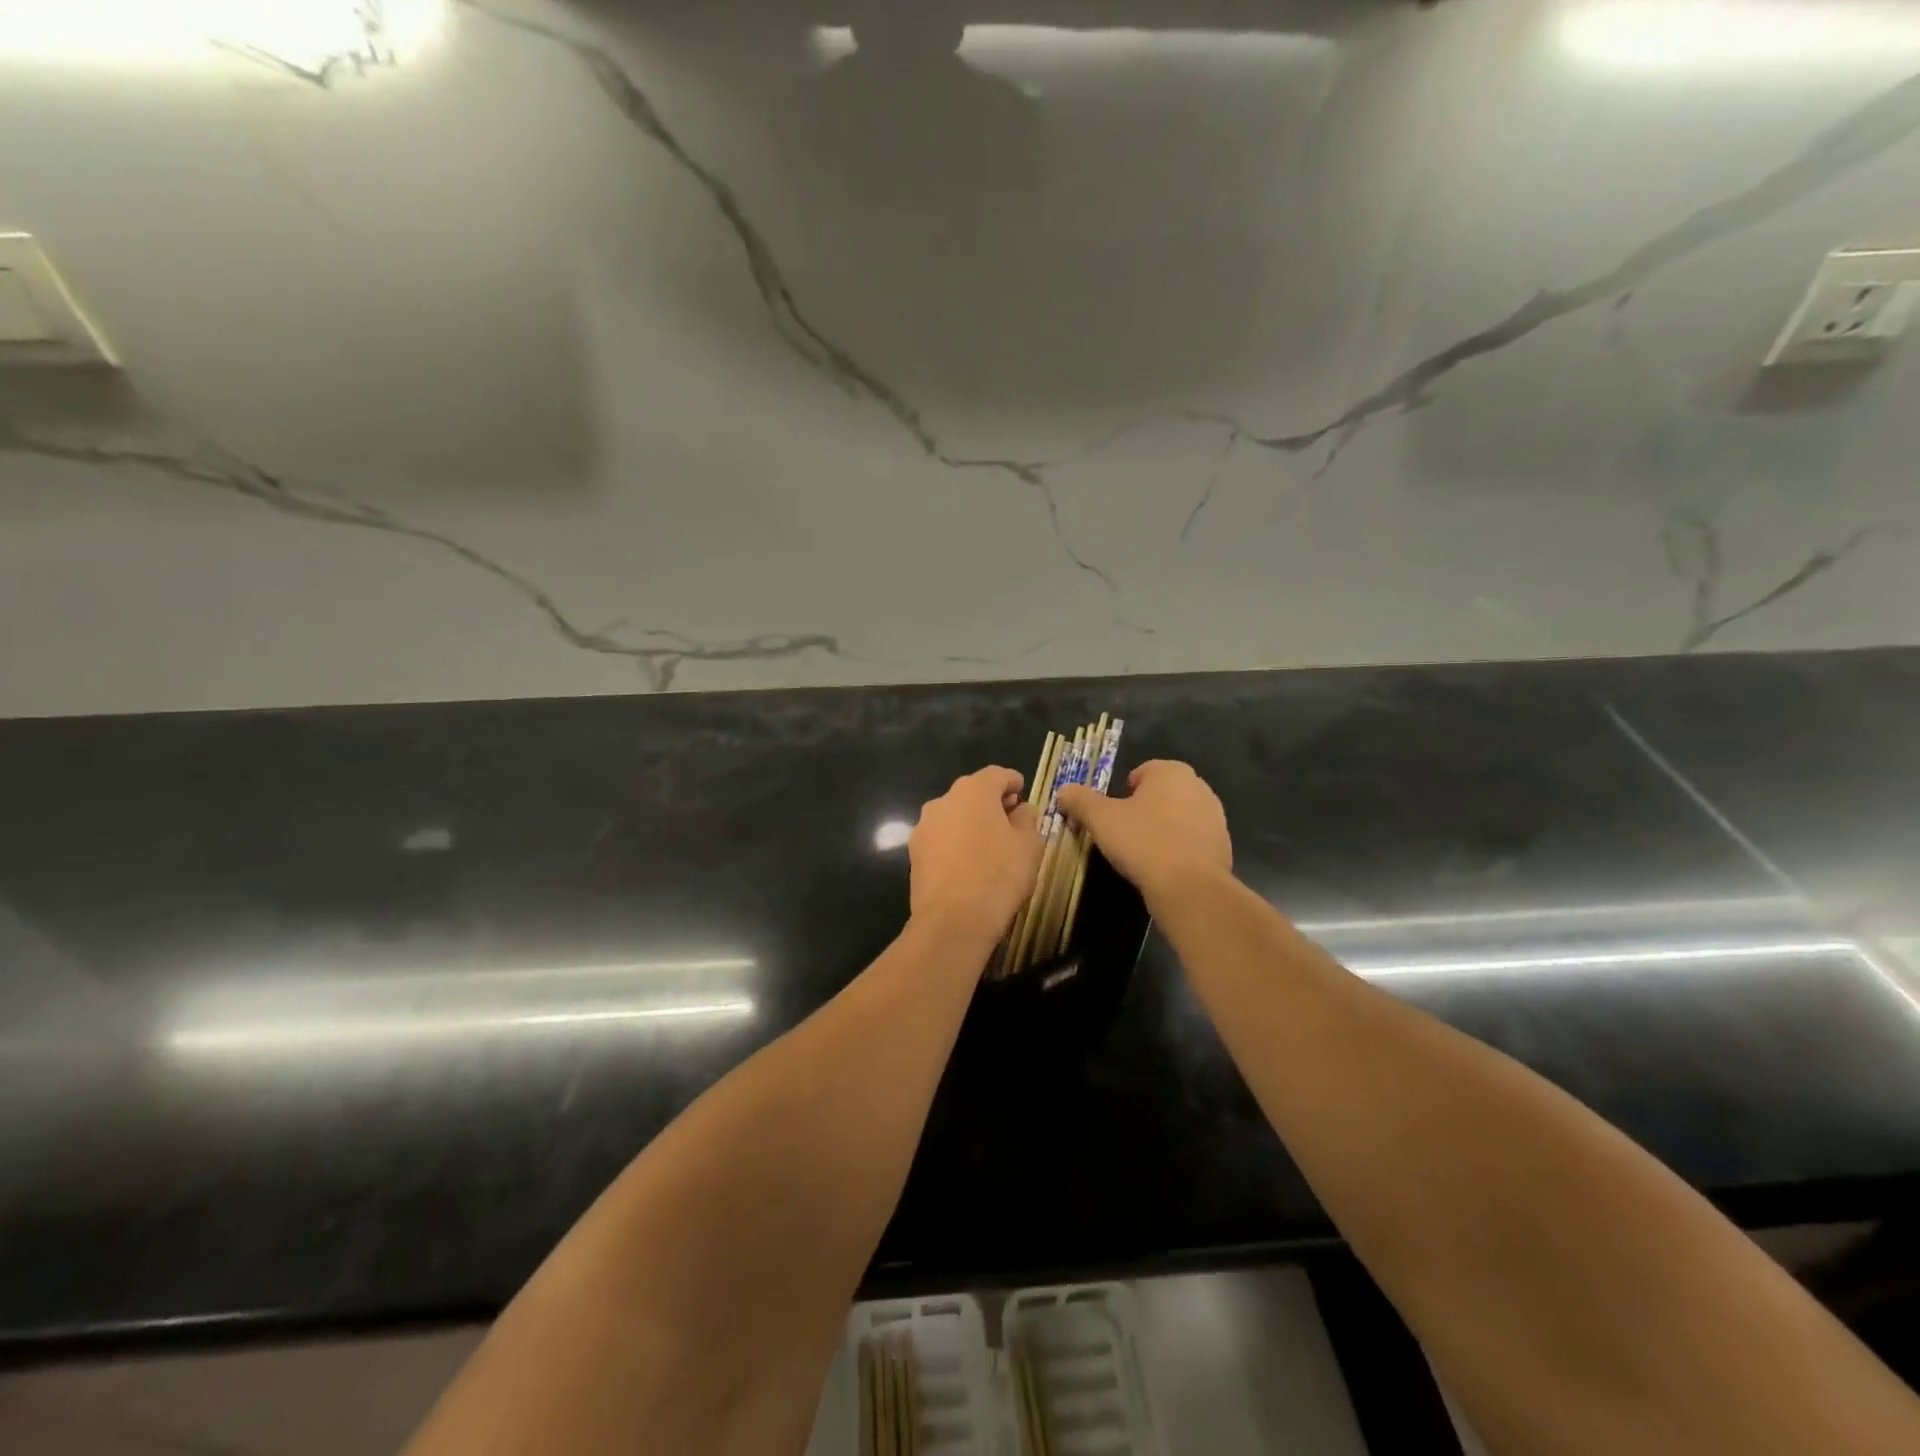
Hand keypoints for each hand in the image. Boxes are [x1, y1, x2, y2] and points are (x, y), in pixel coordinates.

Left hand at [909, 766, 1042, 931]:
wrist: (953, 920)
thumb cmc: (999, 875)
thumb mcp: (1029, 845)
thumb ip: (1027, 819)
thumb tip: (1021, 810)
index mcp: (973, 791)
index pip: (996, 774)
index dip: (1012, 781)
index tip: (1023, 793)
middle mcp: (943, 801)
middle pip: (972, 793)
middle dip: (991, 802)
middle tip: (1010, 820)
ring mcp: (924, 827)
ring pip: (953, 816)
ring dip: (971, 823)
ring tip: (989, 845)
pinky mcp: (914, 853)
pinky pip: (941, 838)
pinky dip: (955, 843)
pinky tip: (968, 863)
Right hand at [1057, 760, 1231, 902]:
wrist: (1188, 886)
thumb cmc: (1142, 841)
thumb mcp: (1100, 819)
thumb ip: (1080, 800)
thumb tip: (1063, 791)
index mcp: (1171, 772)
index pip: (1143, 771)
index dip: (1124, 791)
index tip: (1113, 814)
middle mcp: (1198, 787)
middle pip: (1163, 793)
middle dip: (1145, 808)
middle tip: (1125, 832)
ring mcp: (1216, 817)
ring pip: (1180, 816)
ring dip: (1164, 828)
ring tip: (1144, 852)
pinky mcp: (1224, 846)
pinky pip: (1194, 841)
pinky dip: (1180, 848)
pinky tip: (1165, 868)